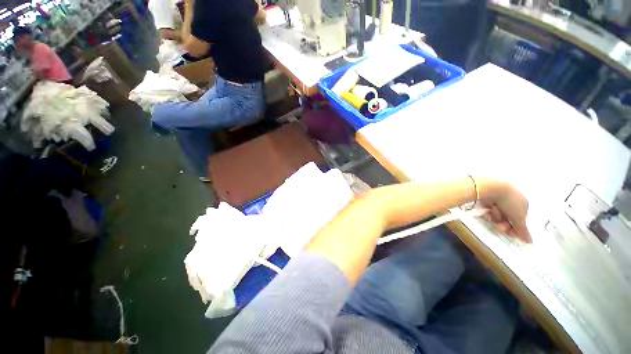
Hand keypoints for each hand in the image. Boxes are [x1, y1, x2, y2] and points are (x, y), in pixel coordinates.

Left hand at [479, 180, 530, 242]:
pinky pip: (489, 209)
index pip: (521, 220)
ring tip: (494, 212)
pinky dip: (489, 211)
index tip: (511, 234)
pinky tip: (488, 209)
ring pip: (498, 215)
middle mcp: (512, 201)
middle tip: (500, 227)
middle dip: (504, 224)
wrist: (491, 188)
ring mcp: (499, 199)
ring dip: (496, 216)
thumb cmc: (510, 202)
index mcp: (524, 204)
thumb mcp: (519, 218)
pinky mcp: (487, 199)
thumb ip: (523, 230)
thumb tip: (530, 242)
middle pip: (508, 219)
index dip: (516, 228)